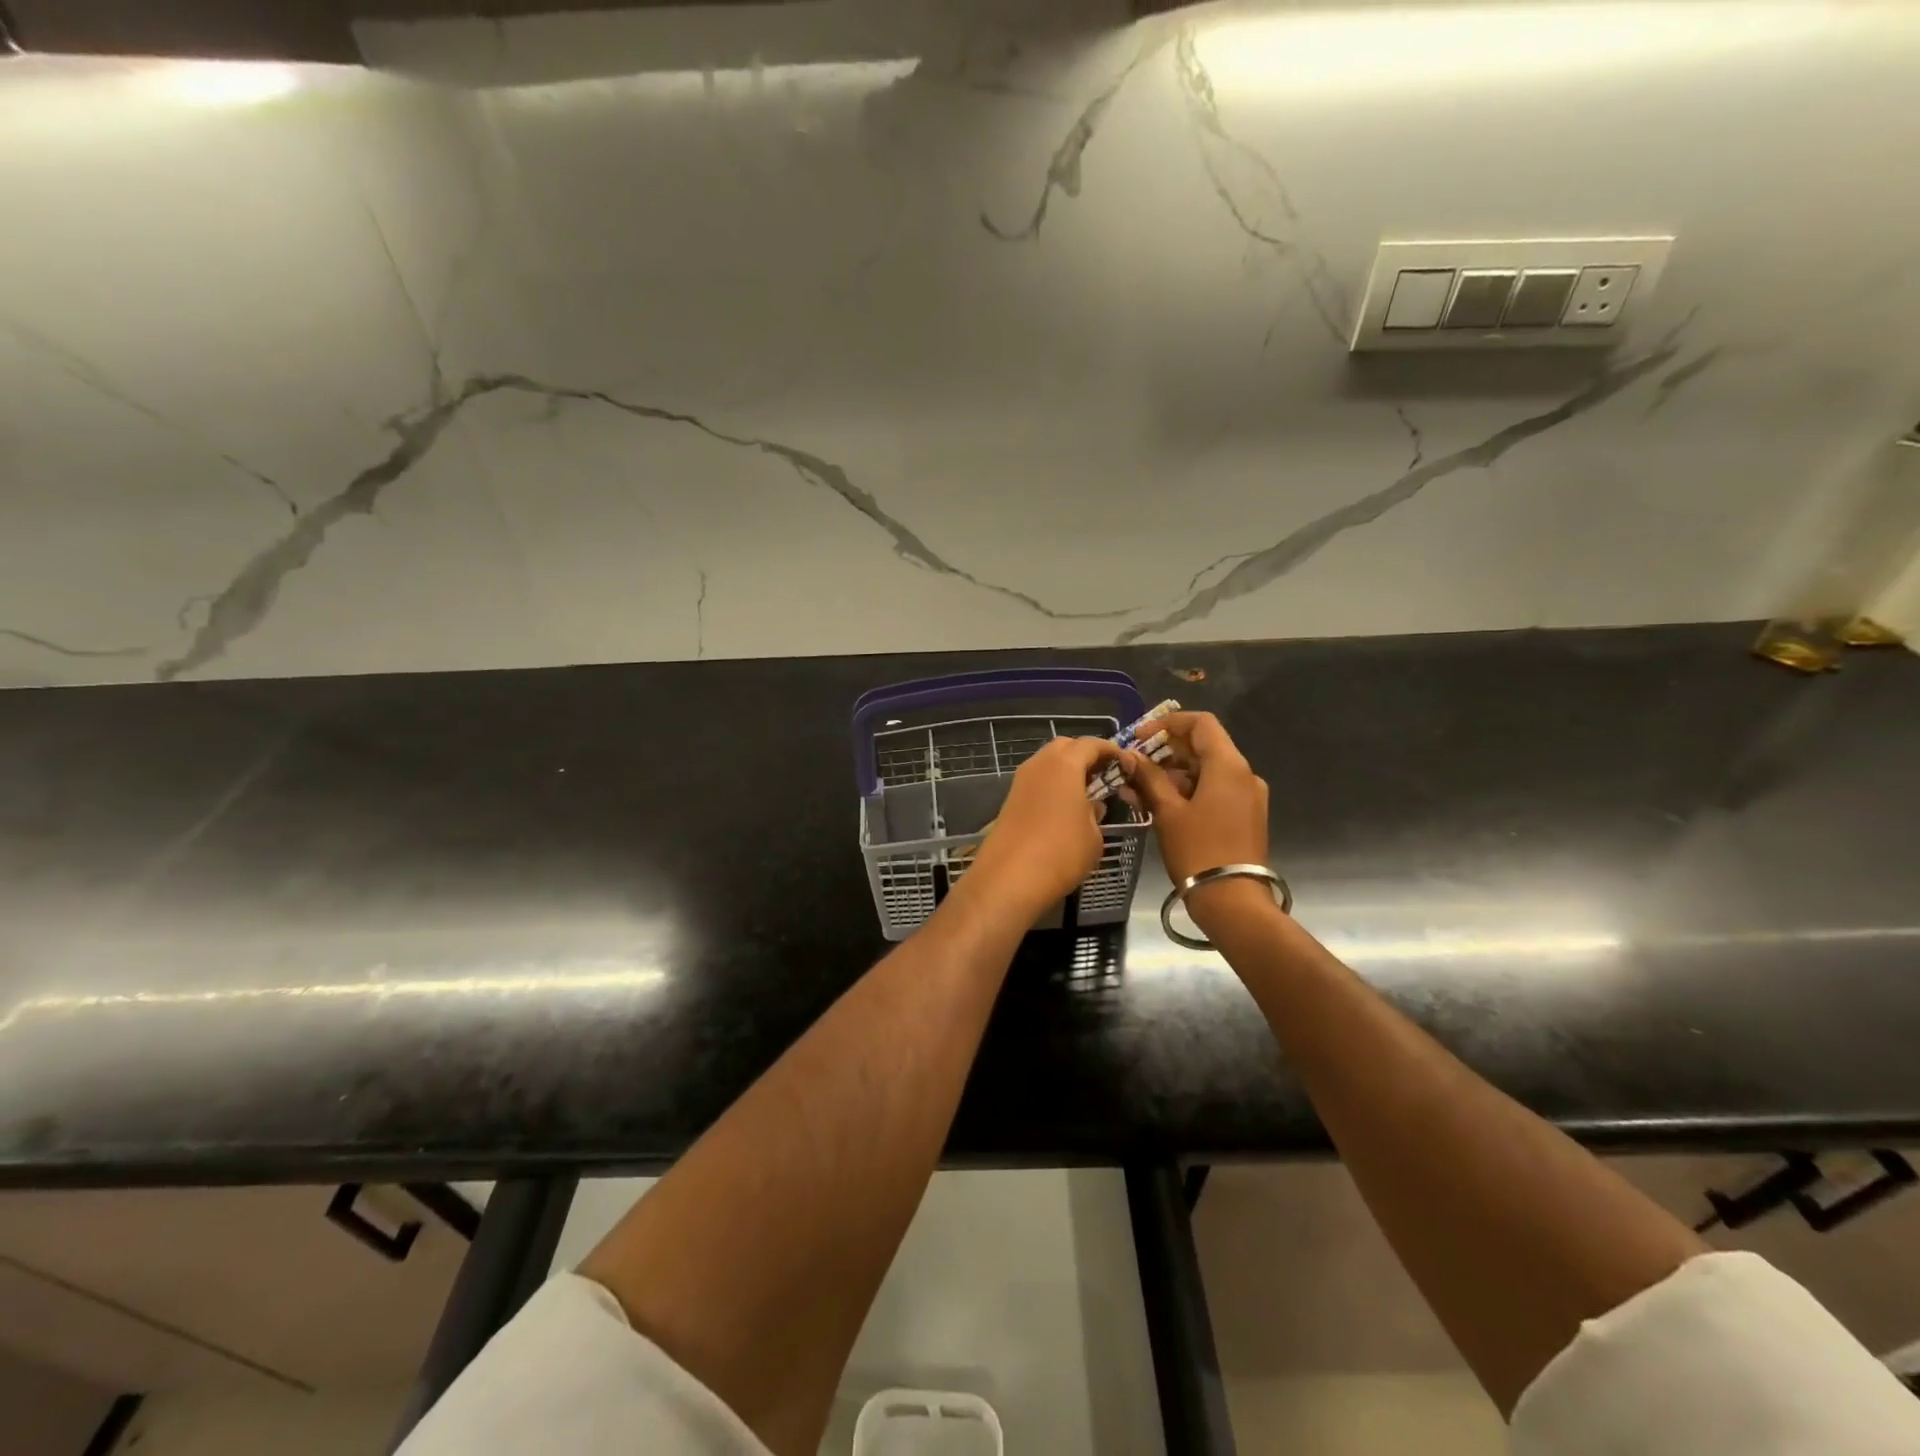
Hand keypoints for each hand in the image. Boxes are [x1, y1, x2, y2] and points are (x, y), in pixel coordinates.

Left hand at [966, 737, 1121, 916]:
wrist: (1009, 878)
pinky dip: (1053, 785)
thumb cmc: (1061, 852)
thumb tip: (1091, 805)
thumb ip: (1095, 813)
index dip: (1112, 751)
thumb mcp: (1094, 835)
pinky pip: (1037, 781)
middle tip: (1105, 775)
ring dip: (1068, 770)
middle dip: (1086, 755)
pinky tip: (1065, 808)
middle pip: (1065, 746)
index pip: (1092, 744)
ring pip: (1048, 763)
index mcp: (1064, 764)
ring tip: (1087, 793)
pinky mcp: (1010, 799)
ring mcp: (1021, 781)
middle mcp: (1039, 764)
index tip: (1127, 765)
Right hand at [1121, 712, 1275, 924]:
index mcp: (1228, 766)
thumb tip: (1131, 756)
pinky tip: (1158, 805)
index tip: (1140, 738)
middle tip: (1133, 766)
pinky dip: (1187, 791)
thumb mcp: (1167, 812)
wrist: (1233, 901)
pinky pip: (1214, 791)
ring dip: (1172, 775)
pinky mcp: (1245, 816)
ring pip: (1206, 771)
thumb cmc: (1198, 850)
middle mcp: (1244, 774)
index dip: (1168, 724)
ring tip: (1137, 791)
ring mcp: (1247, 796)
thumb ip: (1149, 778)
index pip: (1201, 723)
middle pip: (1203, 746)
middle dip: (1165, 752)